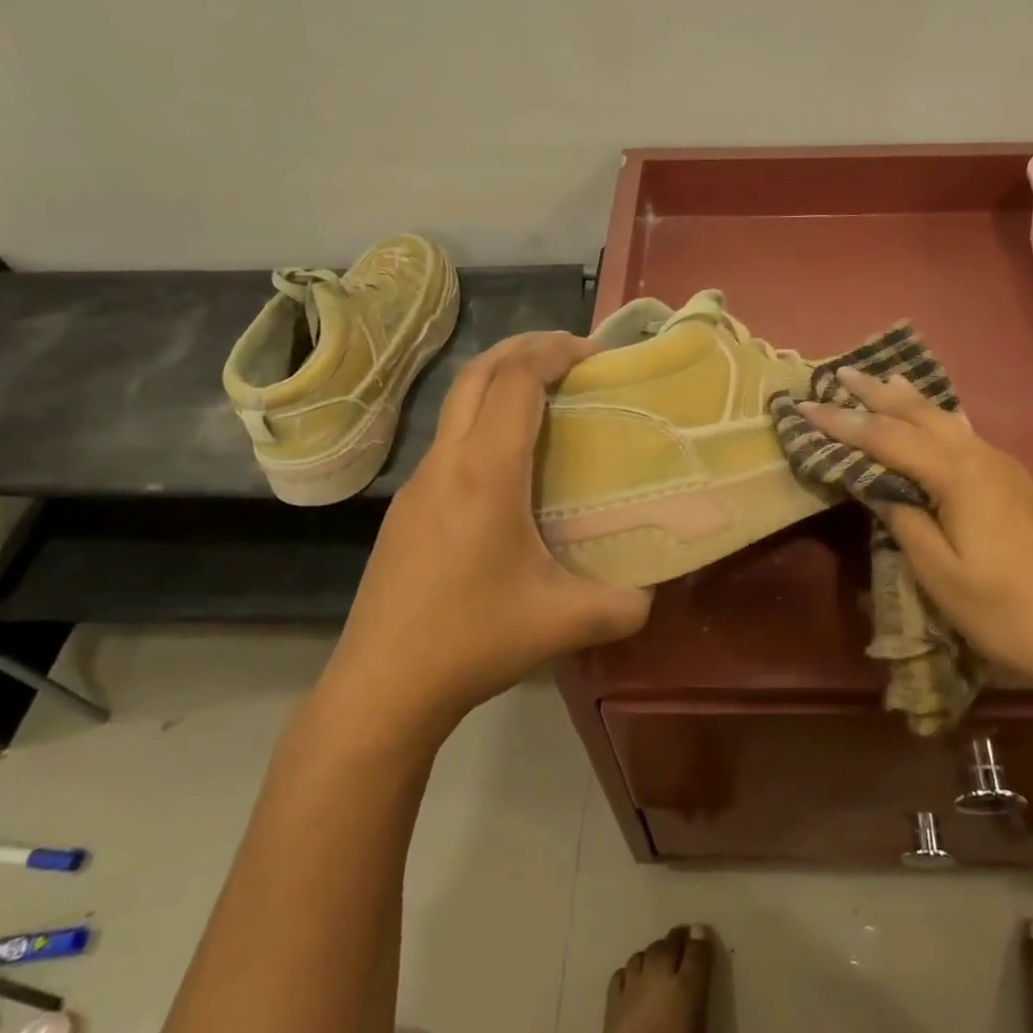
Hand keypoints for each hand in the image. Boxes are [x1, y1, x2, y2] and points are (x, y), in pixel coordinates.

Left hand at [318, 332, 651, 734]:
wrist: (382, 685)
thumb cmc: (472, 641)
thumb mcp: (564, 623)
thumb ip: (623, 605)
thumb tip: (650, 593)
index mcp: (485, 474)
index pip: (516, 381)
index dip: (555, 351)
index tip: (594, 353)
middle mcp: (446, 463)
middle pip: (478, 373)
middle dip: (524, 347)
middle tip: (571, 355)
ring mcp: (417, 484)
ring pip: (456, 405)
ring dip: (498, 382)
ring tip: (545, 400)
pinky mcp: (406, 509)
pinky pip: (448, 441)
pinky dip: (482, 422)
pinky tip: (508, 466)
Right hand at [801, 367, 1032, 695]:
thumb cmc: (1004, 610)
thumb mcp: (941, 574)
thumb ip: (904, 521)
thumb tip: (876, 486)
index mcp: (960, 477)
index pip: (888, 439)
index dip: (844, 423)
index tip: (805, 406)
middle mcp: (982, 458)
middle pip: (920, 415)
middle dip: (877, 394)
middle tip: (840, 374)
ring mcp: (1003, 467)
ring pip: (946, 420)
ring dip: (907, 401)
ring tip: (879, 380)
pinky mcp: (1014, 482)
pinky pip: (963, 435)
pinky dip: (934, 420)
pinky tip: (928, 419)